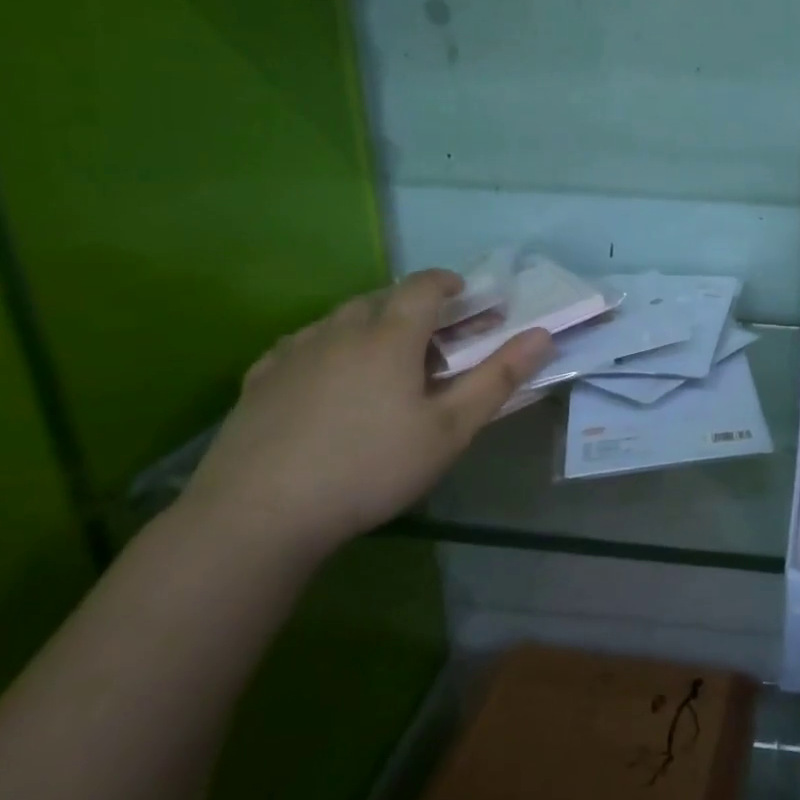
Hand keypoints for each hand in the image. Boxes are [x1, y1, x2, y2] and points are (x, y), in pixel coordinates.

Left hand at [181, 269, 552, 561]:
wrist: (258, 515)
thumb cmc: (370, 467)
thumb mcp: (449, 430)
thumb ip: (498, 378)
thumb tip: (542, 335)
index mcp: (390, 335)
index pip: (424, 286)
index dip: (450, 284)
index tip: (467, 298)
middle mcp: (340, 330)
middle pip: (383, 298)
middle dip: (415, 307)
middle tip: (436, 338)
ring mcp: (294, 352)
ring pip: (341, 319)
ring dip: (372, 324)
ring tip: (386, 359)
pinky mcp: (260, 379)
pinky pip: (304, 344)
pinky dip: (330, 347)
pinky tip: (330, 379)